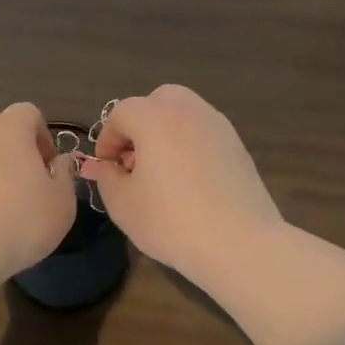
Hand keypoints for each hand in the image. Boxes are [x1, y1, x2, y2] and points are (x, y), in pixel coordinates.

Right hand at [79, 85, 282, 288]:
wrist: (240, 243)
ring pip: (183, 114)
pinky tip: (188, 181)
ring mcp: (218, 126)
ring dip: (165, 133)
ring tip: (161, 172)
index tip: (107, 168)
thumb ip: (107, 177)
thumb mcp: (122, 203)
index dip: (107, 139)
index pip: (121, 113)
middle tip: (134, 160)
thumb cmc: (171, 221)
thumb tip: (104, 166)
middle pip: (157, 101)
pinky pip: (204, 133)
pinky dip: (189, 145)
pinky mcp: (238, 146)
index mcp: (154, 118)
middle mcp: (188, 111)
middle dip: (139, 124)